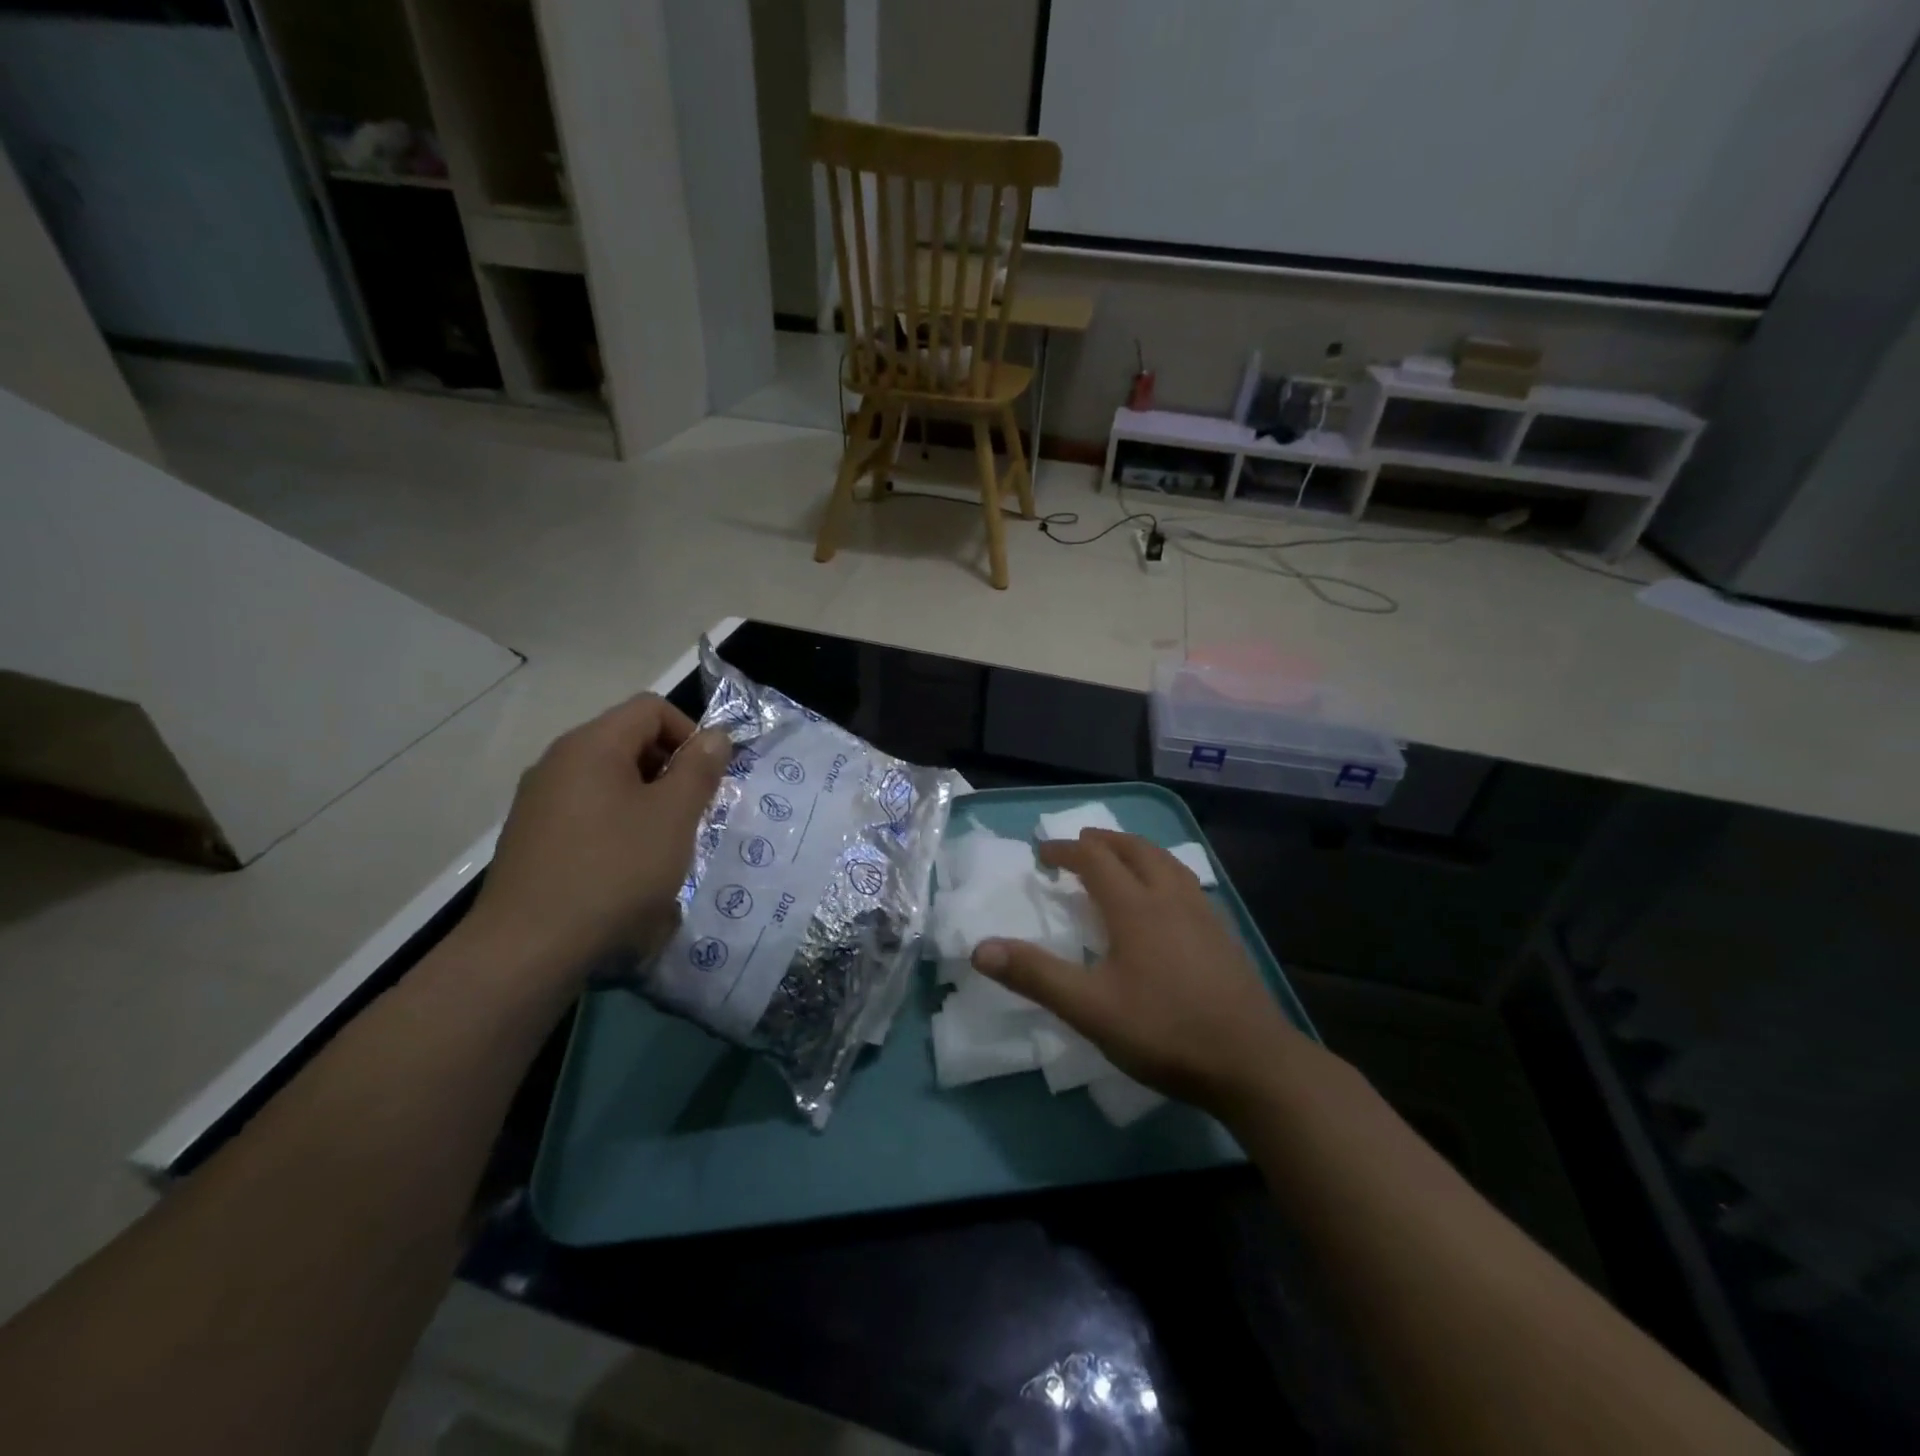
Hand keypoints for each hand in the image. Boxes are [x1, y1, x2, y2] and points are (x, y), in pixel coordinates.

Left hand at [464, 694, 730, 977]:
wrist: (528, 948)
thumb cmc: (614, 870)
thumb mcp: (674, 816)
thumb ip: (699, 769)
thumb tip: (715, 736)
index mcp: (591, 745)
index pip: (651, 708)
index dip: (690, 733)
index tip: (708, 778)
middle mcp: (559, 761)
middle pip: (629, 740)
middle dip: (671, 769)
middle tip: (693, 813)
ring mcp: (540, 800)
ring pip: (610, 779)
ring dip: (648, 800)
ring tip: (665, 844)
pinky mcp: (533, 837)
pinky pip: (588, 811)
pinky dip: (619, 824)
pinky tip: (628, 867)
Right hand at [972, 830, 1305, 1116]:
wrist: (1252, 1063)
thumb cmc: (1164, 1031)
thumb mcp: (1089, 1009)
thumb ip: (1036, 975)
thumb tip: (980, 949)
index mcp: (1136, 907)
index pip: (1095, 860)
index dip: (1066, 850)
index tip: (1043, 853)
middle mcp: (1170, 897)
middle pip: (1135, 850)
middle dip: (1103, 841)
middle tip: (1080, 842)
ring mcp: (1203, 913)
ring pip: (1166, 862)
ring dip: (1136, 850)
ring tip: (1121, 856)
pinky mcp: (1223, 934)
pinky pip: (1186, 882)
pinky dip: (1163, 871)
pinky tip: (1166, 898)